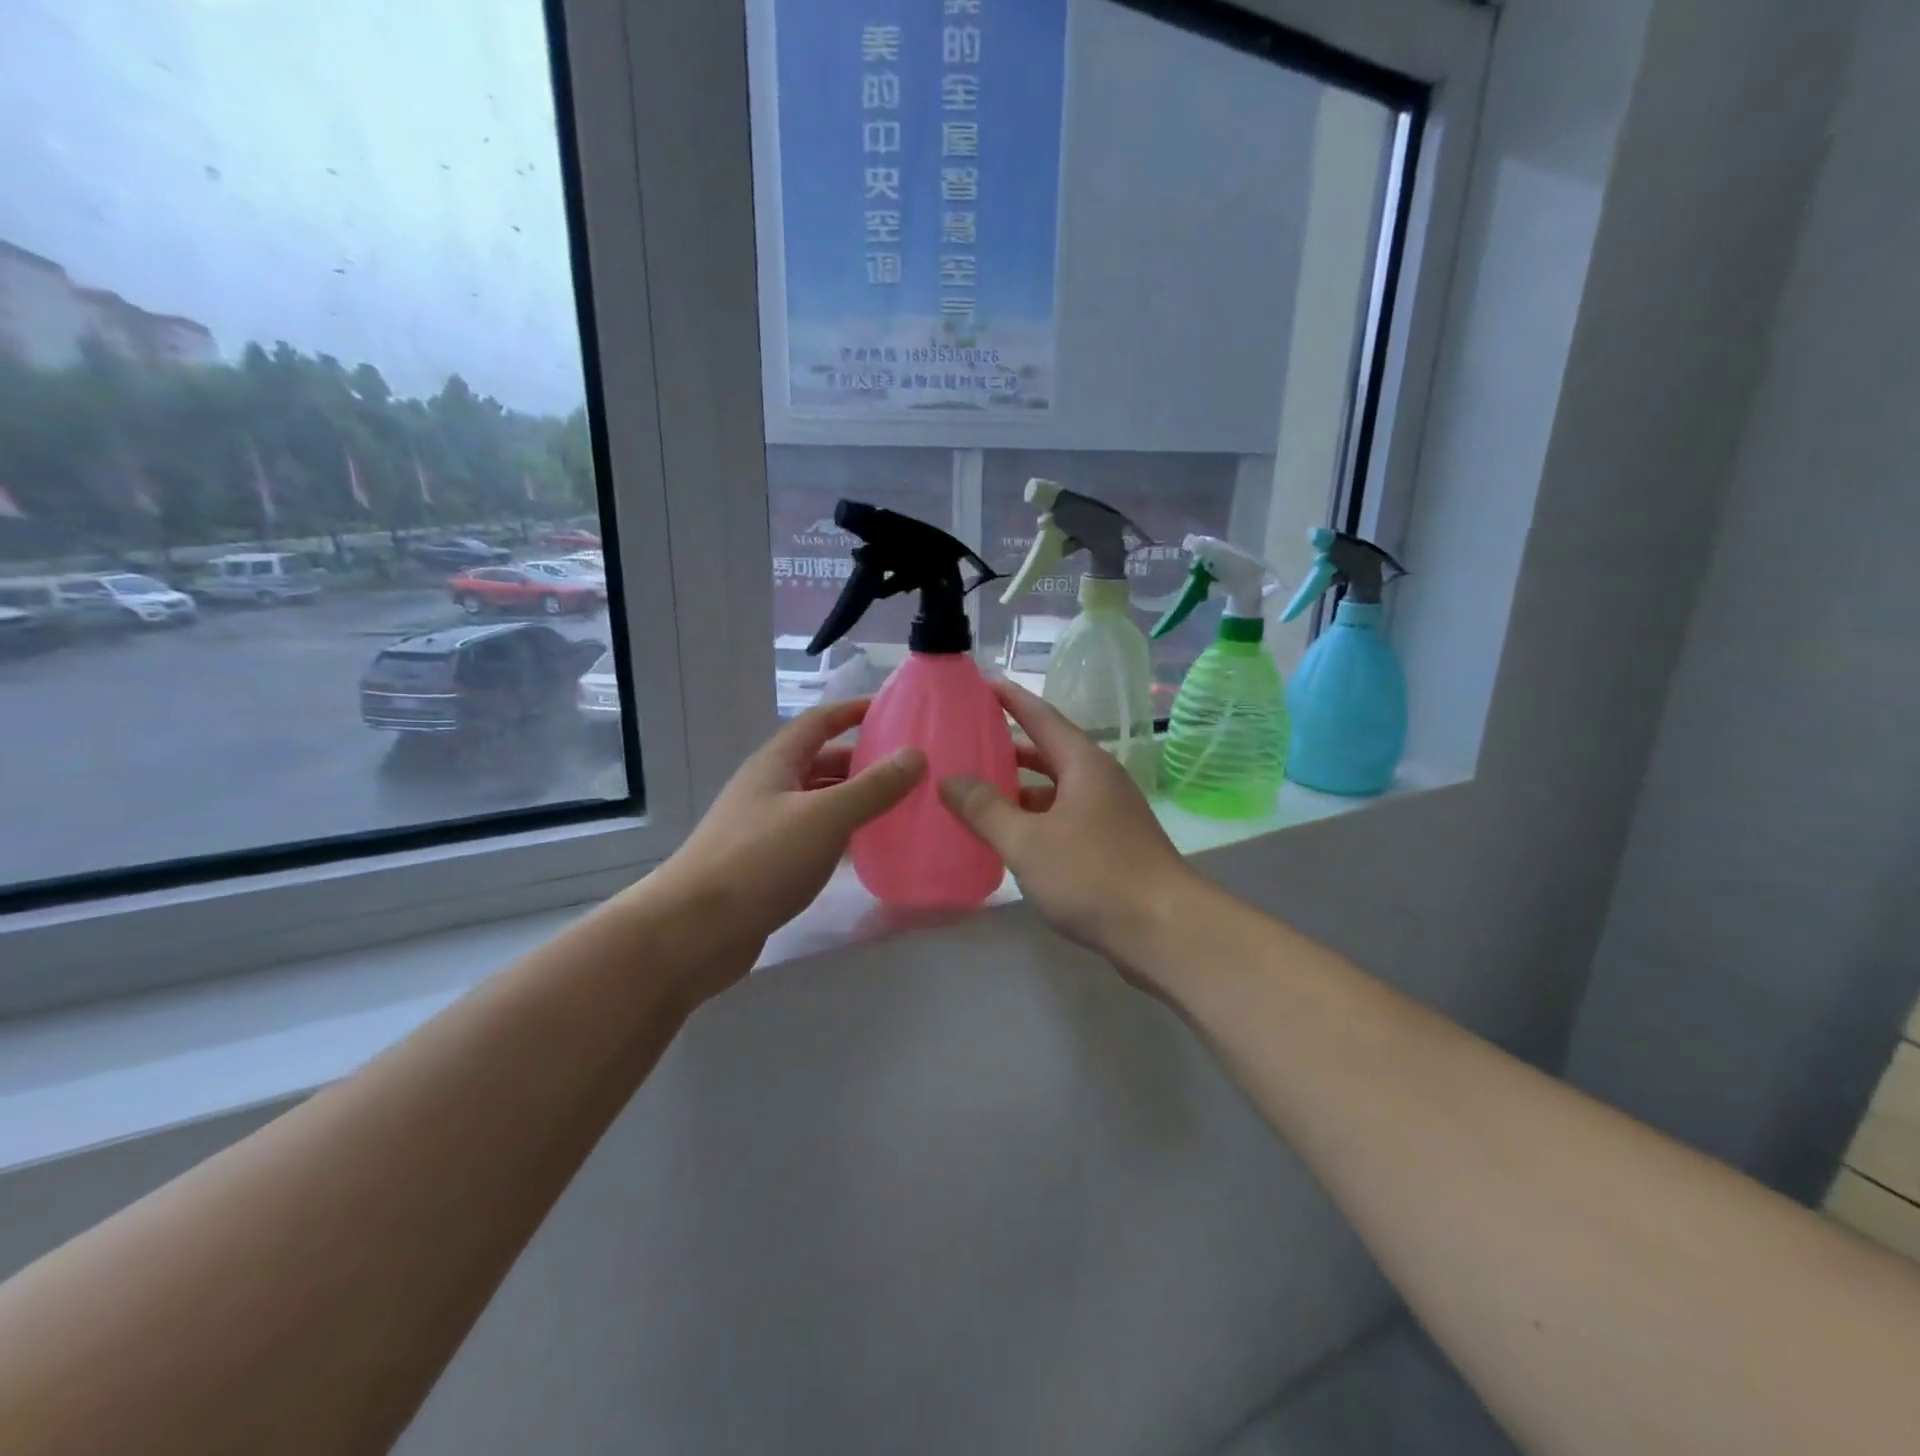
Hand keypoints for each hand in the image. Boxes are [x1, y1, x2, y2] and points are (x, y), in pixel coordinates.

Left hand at [655, 697, 924, 954]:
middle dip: (863, 761)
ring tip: (900, 807)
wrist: (693, 931)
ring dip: (855, 801)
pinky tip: (868, 850)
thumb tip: (916, 755)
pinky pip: (813, 838)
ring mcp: (765, 829)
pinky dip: (841, 837)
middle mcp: (769, 789)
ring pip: (819, 803)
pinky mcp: (767, 866)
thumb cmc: (759, 861)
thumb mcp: (824, 817)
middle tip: (911, 769)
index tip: (895, 711)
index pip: (819, 722)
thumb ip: (873, 787)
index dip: (854, 711)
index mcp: (776, 764)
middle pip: (822, 762)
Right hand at [939, 680, 1196, 966]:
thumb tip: (949, 779)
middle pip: (1049, 752)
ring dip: (1021, 789)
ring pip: (1056, 790)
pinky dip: (1036, 819)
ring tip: (978, 793)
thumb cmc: (1093, 875)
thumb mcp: (1027, 841)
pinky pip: (1065, 818)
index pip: (1041, 716)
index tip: (981, 683)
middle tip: (968, 743)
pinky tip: (1012, 839)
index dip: (1010, 698)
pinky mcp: (1114, 846)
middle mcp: (1100, 780)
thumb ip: (985, 809)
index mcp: (1084, 764)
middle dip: (1009, 747)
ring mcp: (1110, 814)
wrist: (1165, 931)